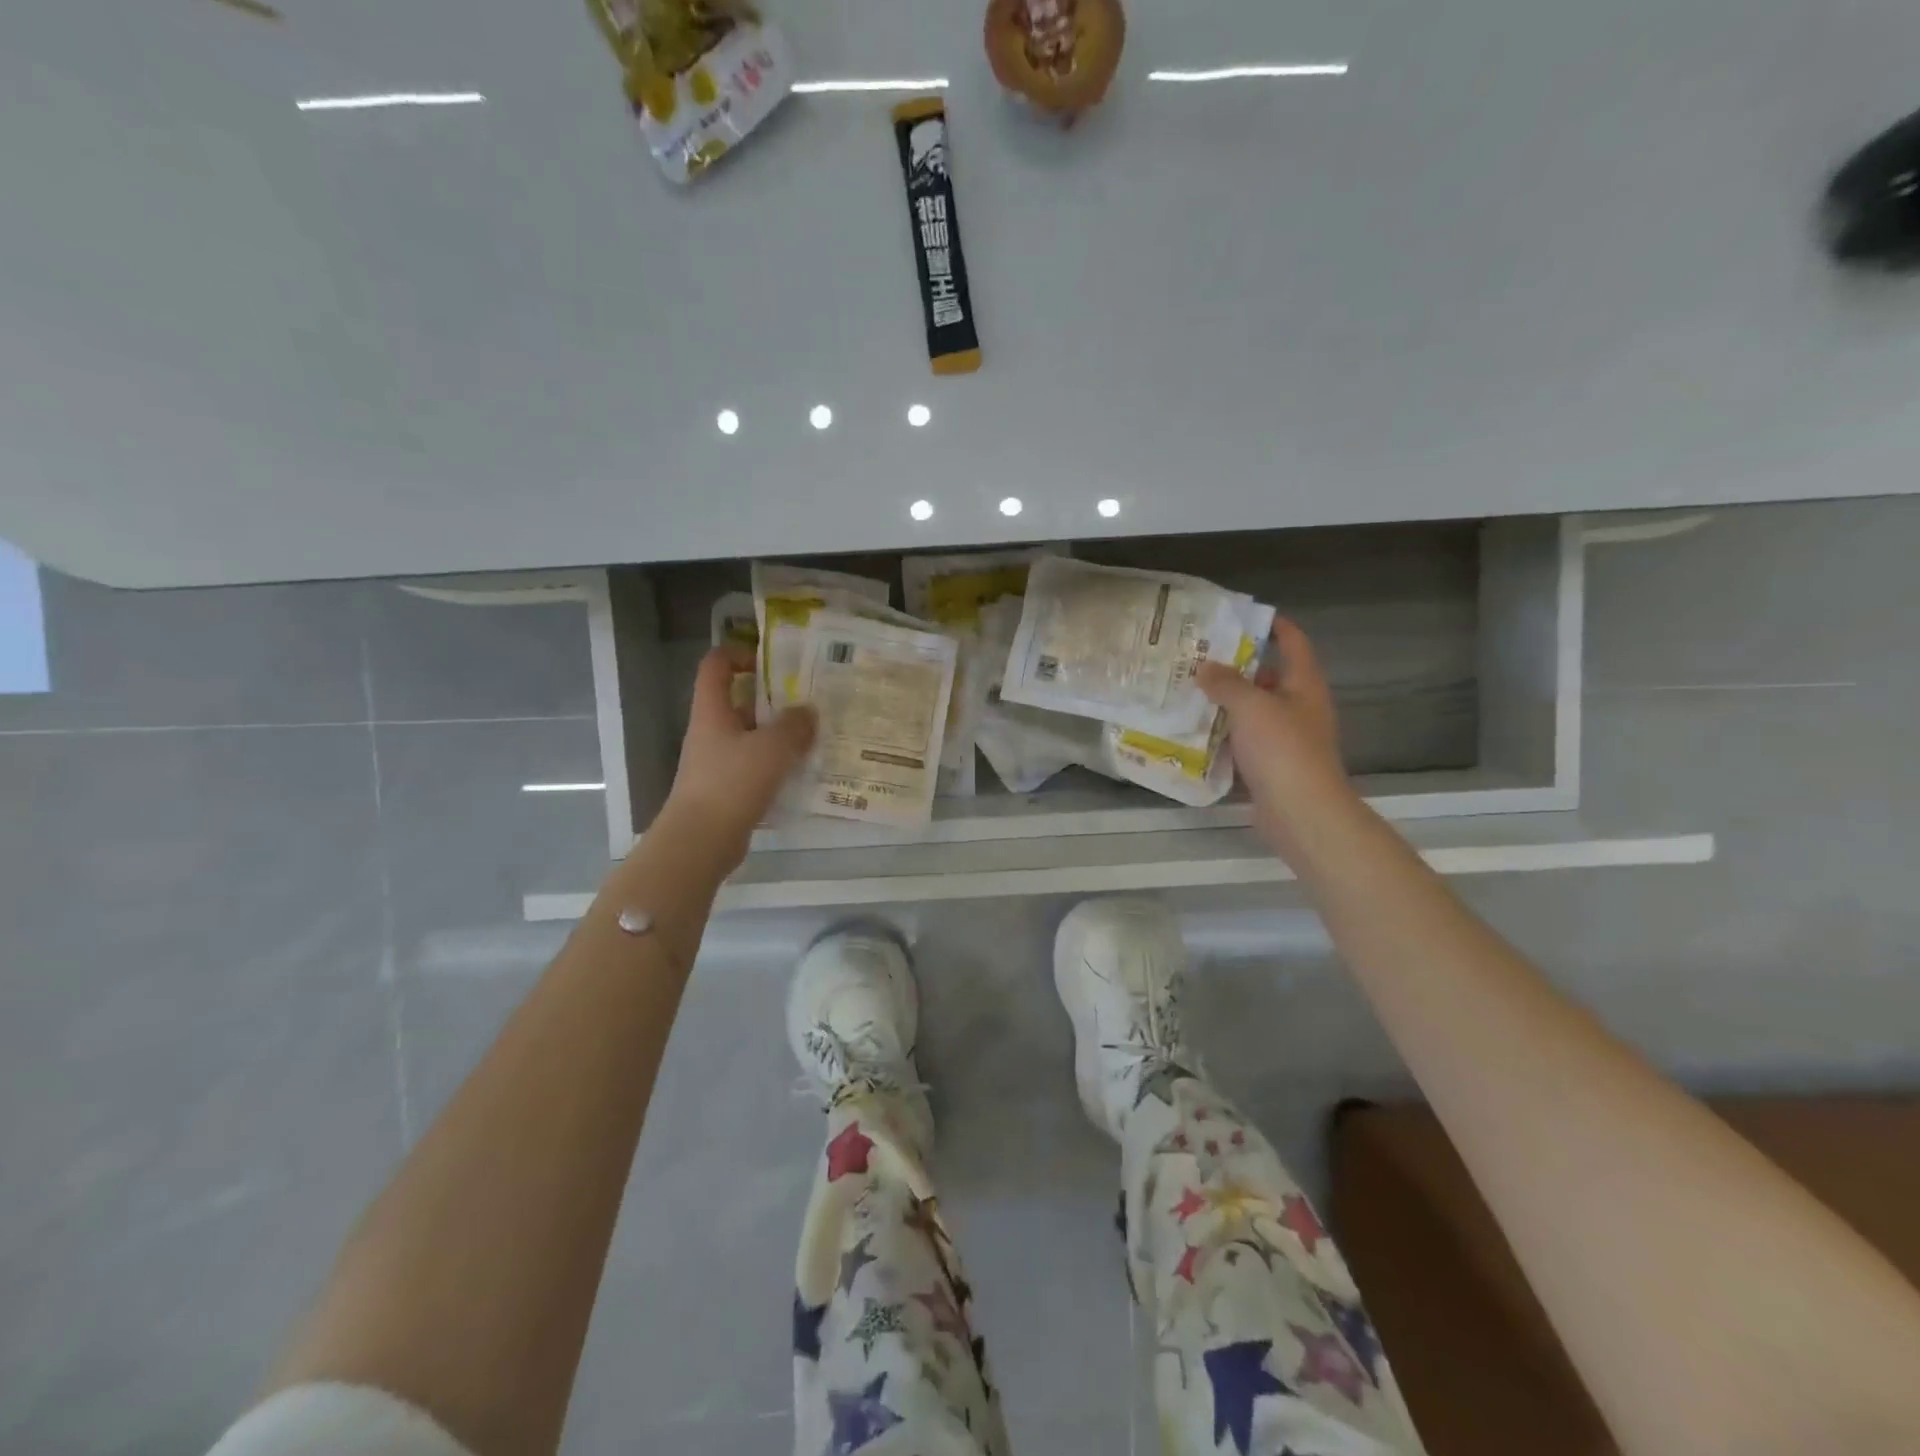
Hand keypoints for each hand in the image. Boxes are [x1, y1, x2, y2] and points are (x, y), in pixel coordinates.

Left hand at [659, 646, 816, 868]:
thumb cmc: (731, 784)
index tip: (772, 662)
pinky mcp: (726, 791)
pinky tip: (803, 773)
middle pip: (739, 702)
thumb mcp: (772, 748)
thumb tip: (808, 712)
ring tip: (815, 737)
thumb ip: (794, 726)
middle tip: (809, 702)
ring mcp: (717, 763)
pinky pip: (755, 768)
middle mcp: (711, 732)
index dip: (739, 654)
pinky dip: (777, 767)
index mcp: (712, 712)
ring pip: (751, 738)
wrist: (700, 842)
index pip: (716, 666)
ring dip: (779, 736)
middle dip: (773, 700)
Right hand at [1196, 619, 1355, 858]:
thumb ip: (1226, 683)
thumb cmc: (1282, 749)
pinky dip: (1223, 735)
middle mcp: (1299, 707)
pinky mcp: (1271, 765)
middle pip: (1268, 677)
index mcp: (1304, 685)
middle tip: (1199, 657)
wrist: (1300, 812)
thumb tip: (1205, 666)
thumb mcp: (1251, 706)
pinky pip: (1243, 741)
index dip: (1274, 626)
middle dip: (1236, 667)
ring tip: (1188, 690)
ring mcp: (1286, 738)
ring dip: (1225, 703)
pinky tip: (1195, 731)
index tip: (1243, 616)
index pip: (1293, 643)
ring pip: (1252, 711)